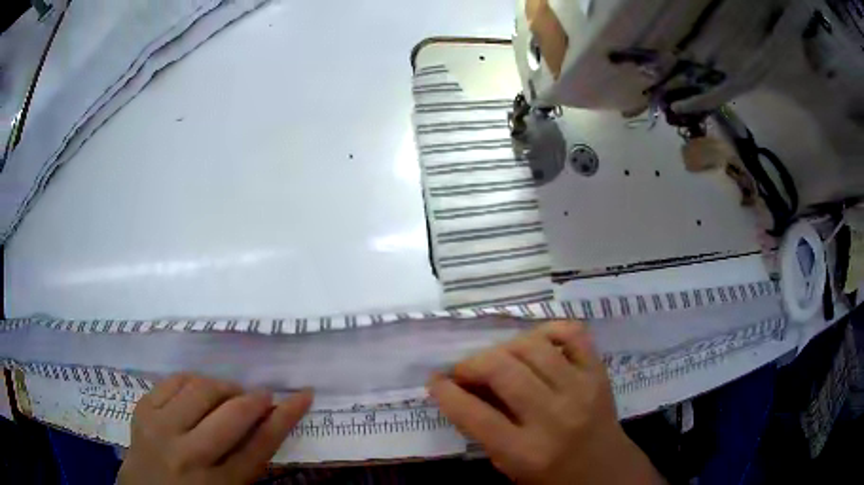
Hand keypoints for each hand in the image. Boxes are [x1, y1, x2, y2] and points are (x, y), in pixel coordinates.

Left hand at [118, 374, 312, 484]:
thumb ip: (248, 461)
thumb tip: (269, 422)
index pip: (261, 446)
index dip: (285, 418)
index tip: (302, 397)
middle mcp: (190, 456)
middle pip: (234, 415)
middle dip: (256, 399)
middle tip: (262, 396)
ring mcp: (161, 429)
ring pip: (201, 389)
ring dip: (224, 387)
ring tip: (228, 394)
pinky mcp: (143, 410)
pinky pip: (174, 381)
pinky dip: (194, 380)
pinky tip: (199, 389)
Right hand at [428, 321, 663, 484]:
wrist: (606, 472)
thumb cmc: (551, 476)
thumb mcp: (509, 466)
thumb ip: (483, 429)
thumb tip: (461, 387)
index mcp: (526, 452)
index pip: (474, 414)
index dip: (446, 393)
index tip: (436, 381)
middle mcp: (554, 417)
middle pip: (502, 371)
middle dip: (471, 364)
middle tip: (463, 370)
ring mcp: (581, 389)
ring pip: (532, 346)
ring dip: (504, 347)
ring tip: (498, 359)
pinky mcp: (599, 372)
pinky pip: (572, 333)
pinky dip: (548, 330)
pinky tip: (534, 342)